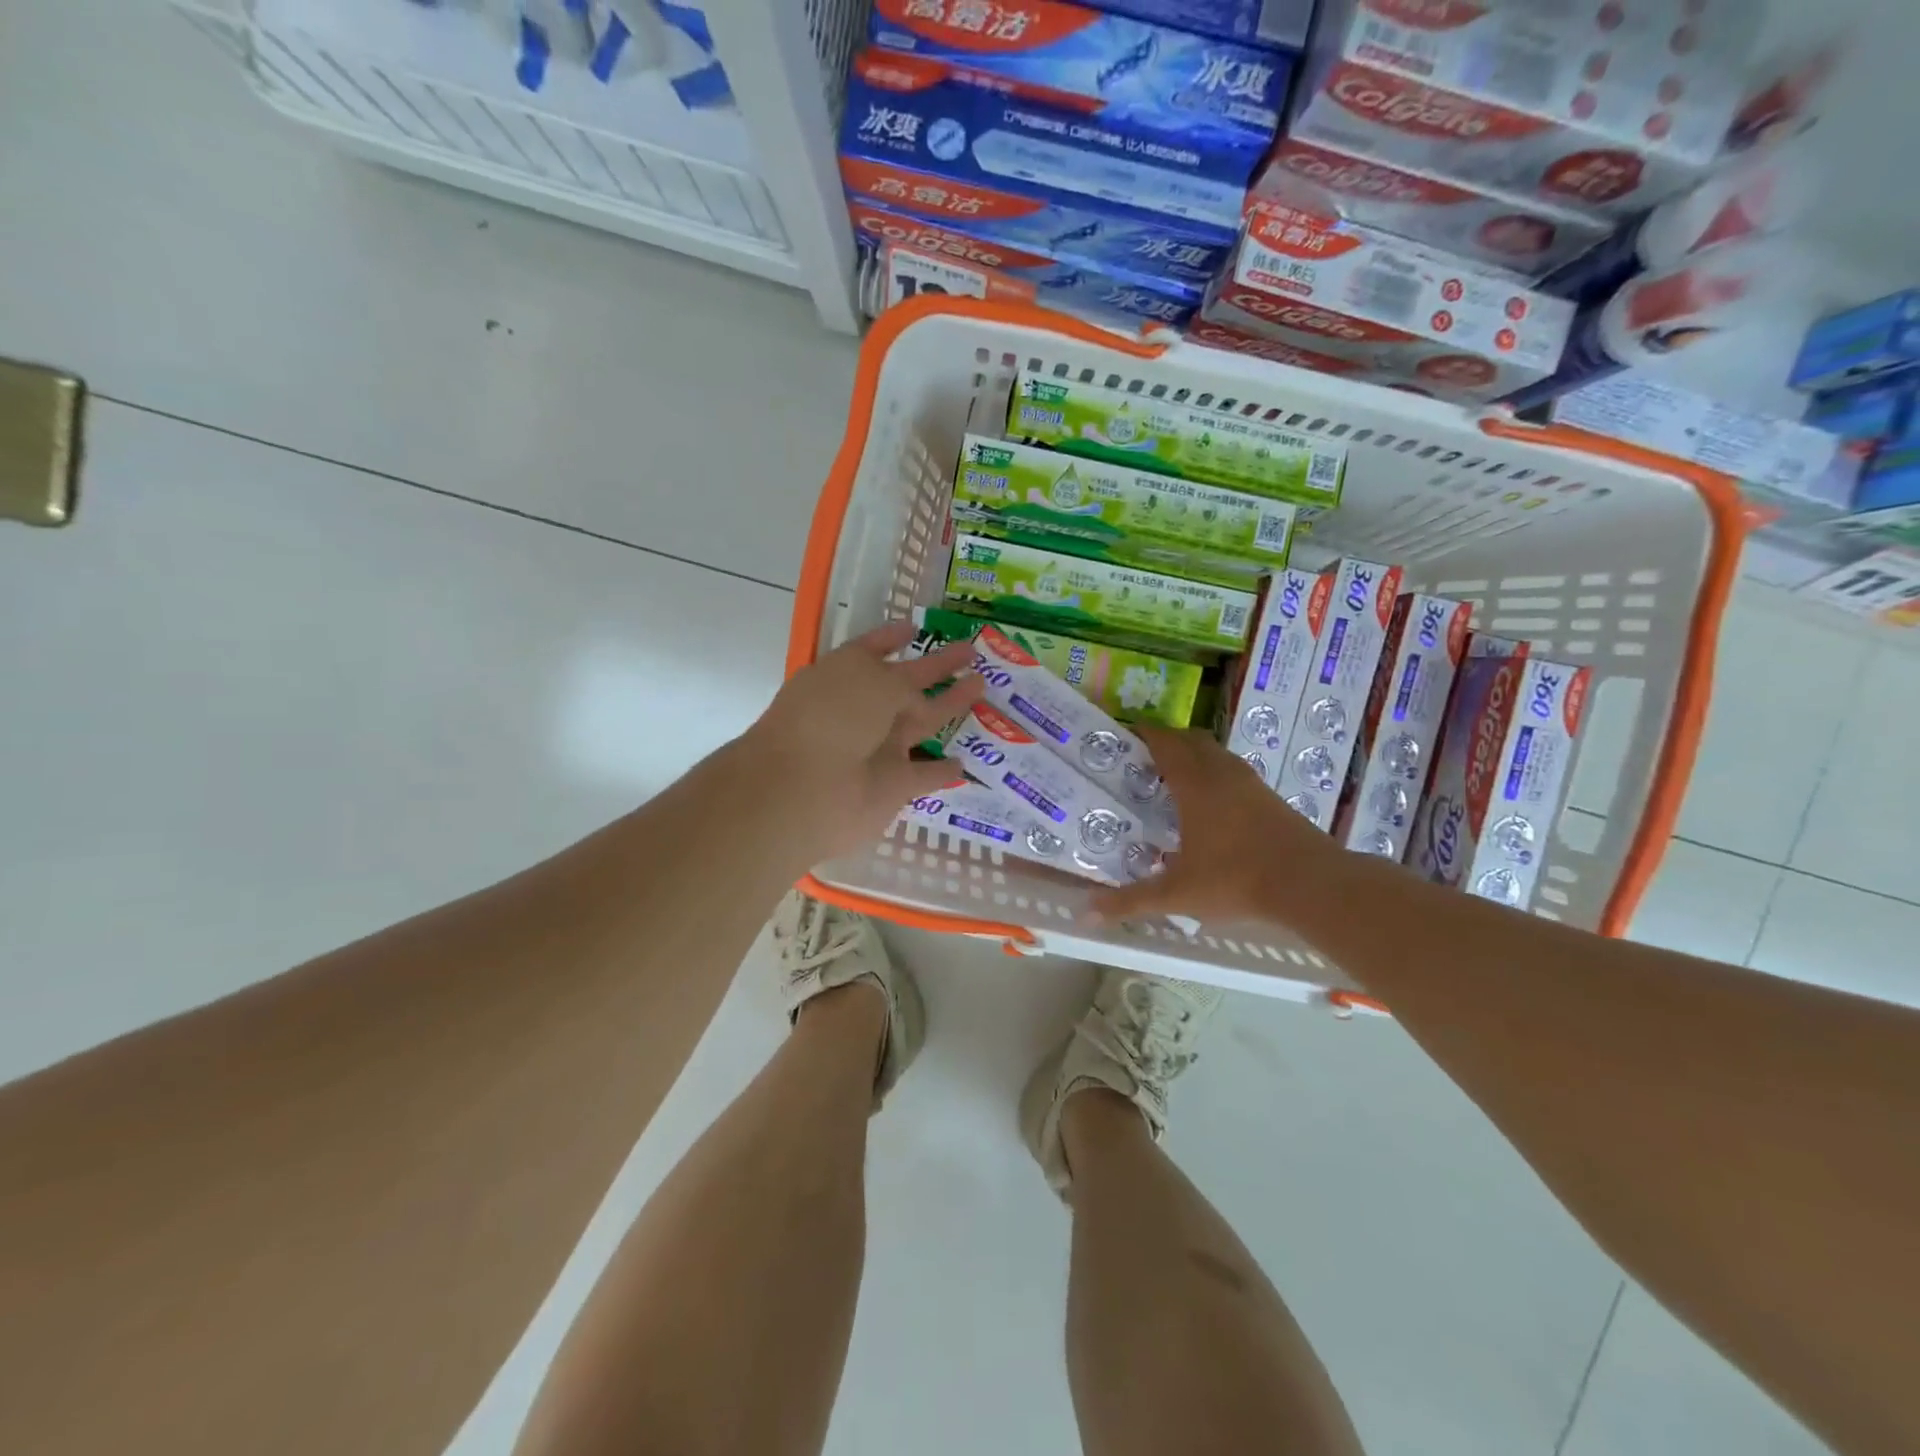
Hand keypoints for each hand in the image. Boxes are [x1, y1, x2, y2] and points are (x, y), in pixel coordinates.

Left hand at [739, 621, 986, 863]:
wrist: (806, 791)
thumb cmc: (832, 719)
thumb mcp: (873, 682)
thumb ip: (905, 687)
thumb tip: (919, 704)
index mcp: (846, 675)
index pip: (874, 648)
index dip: (893, 637)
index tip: (916, 627)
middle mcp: (862, 710)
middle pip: (908, 683)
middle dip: (938, 667)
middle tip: (973, 651)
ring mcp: (878, 748)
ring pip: (923, 724)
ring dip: (951, 707)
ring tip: (982, 686)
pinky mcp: (893, 787)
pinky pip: (925, 776)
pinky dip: (942, 771)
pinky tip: (963, 763)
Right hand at [1089, 727, 1341, 926]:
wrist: (1311, 884)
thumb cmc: (1236, 879)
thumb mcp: (1177, 894)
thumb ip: (1131, 901)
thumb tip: (1085, 913)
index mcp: (1195, 783)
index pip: (1163, 741)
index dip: (1141, 733)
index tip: (1120, 736)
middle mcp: (1222, 772)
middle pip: (1190, 739)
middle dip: (1165, 742)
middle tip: (1141, 761)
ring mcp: (1250, 782)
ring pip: (1215, 754)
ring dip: (1193, 757)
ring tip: (1171, 781)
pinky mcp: (1270, 797)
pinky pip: (1233, 772)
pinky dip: (1214, 775)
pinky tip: (1209, 806)